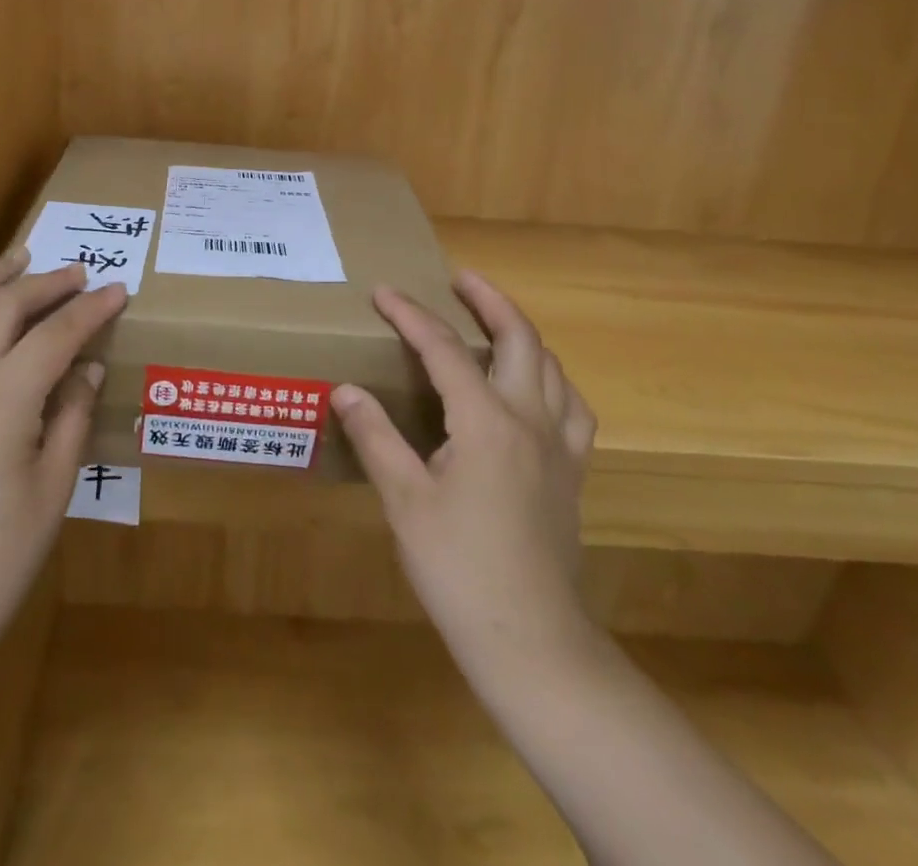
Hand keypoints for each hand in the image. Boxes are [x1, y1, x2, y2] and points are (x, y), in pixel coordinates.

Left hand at [0, 250, 126, 658]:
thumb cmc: (0, 555)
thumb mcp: (56, 485)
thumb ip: (73, 414)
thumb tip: (88, 365)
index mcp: (3, 398)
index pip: (56, 334)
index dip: (91, 309)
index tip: (118, 290)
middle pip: (4, 306)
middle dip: (47, 283)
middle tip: (78, 275)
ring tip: (15, 261)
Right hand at [332, 271, 597, 684]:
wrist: (532, 640)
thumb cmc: (459, 568)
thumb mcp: (405, 500)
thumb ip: (376, 437)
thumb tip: (345, 389)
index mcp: (485, 421)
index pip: (444, 349)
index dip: (411, 315)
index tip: (383, 292)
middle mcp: (530, 420)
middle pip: (519, 339)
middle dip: (489, 300)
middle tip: (460, 278)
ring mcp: (560, 446)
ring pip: (551, 367)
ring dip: (522, 333)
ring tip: (495, 322)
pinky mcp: (572, 472)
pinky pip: (572, 407)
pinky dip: (552, 380)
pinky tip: (536, 389)